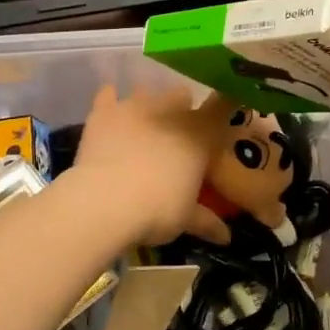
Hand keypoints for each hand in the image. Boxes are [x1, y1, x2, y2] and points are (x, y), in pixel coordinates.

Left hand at [64, 84, 221, 247]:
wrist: (106, 202)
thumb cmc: (157, 210)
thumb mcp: (186, 219)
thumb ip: (206, 222)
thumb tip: (226, 237)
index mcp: (199, 134)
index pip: (221, 107)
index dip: (224, 105)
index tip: (224, 109)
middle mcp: (169, 111)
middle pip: (181, 94)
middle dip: (181, 108)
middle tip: (176, 132)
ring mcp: (134, 107)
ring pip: (146, 91)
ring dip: (147, 104)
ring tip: (143, 123)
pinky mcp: (103, 112)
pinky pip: (107, 94)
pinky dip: (110, 99)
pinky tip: (109, 107)